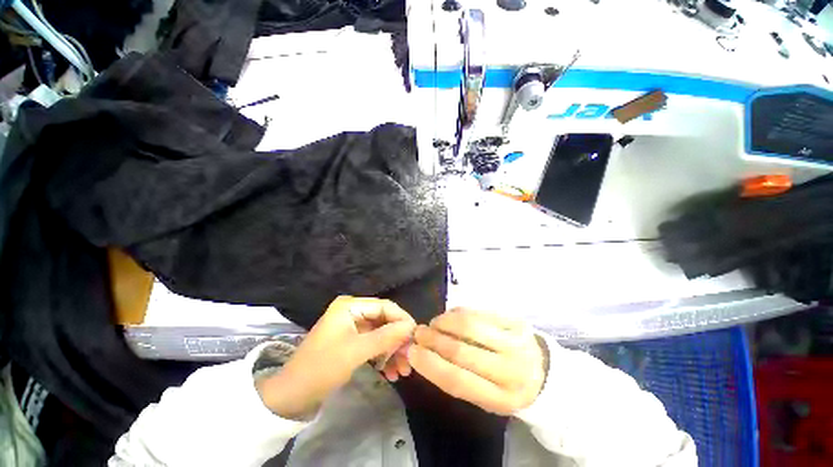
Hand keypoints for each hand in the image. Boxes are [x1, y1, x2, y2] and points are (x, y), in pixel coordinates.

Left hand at [257, 296, 415, 419]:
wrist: (291, 396)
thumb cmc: (322, 367)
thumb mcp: (356, 351)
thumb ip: (386, 337)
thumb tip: (412, 327)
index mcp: (350, 306)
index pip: (384, 306)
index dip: (402, 320)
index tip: (416, 336)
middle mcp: (353, 312)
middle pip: (384, 321)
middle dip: (398, 340)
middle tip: (410, 359)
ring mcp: (352, 327)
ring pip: (381, 334)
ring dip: (392, 351)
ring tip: (403, 371)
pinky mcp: (352, 342)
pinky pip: (373, 344)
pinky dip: (383, 357)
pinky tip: (391, 373)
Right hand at [407, 308, 546, 415]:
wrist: (543, 373)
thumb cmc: (507, 387)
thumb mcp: (485, 397)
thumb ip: (457, 378)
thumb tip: (424, 354)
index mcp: (501, 399)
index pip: (458, 380)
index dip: (430, 365)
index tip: (412, 352)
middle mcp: (511, 370)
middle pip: (461, 350)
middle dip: (433, 339)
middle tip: (419, 332)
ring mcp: (515, 342)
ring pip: (469, 325)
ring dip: (444, 321)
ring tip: (434, 323)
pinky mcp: (516, 321)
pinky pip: (479, 312)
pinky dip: (458, 313)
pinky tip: (451, 316)